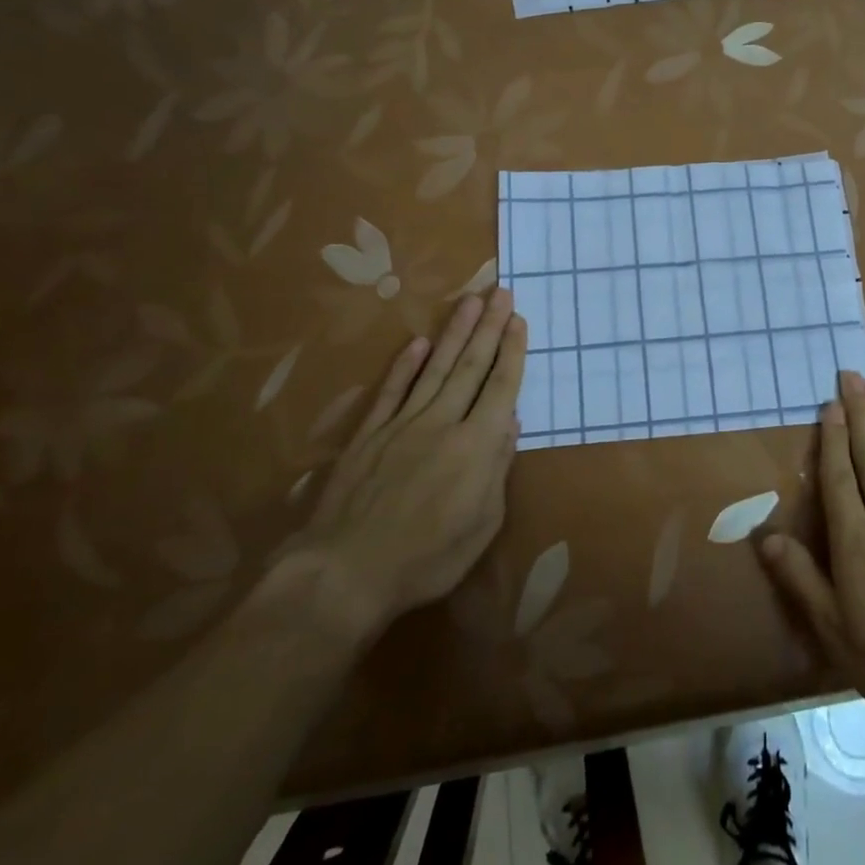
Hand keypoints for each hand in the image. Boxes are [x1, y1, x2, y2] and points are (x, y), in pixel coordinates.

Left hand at [260, 289, 526, 644]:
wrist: (346, 572)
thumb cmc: (426, 558)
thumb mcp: (482, 525)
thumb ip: (497, 469)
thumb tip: (510, 424)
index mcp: (476, 445)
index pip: (500, 387)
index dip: (512, 352)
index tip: (518, 320)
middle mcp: (442, 422)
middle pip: (471, 366)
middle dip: (489, 327)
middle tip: (501, 292)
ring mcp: (402, 424)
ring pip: (435, 368)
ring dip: (455, 332)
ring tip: (469, 300)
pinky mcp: (370, 434)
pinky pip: (391, 391)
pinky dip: (406, 365)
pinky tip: (418, 342)